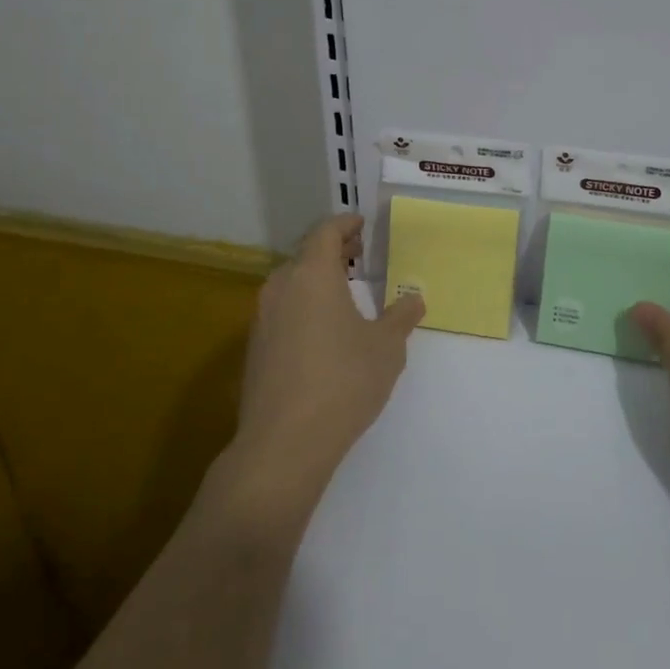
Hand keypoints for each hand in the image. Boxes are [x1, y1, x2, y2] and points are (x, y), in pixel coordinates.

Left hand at [230, 214, 424, 498]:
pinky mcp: (255, 349)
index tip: (361, 224)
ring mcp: (262, 319)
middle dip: (332, 250)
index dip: (345, 224)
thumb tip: (414, 299)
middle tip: (358, 255)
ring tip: (343, 291)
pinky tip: (322, 330)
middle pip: (305, 255)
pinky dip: (303, 305)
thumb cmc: (343, 381)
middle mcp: (281, 288)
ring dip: (316, 278)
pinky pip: (281, 310)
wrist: (284, 444)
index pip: (325, 232)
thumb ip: (401, 317)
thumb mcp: (387, 347)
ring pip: (290, 283)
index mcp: (313, 275)